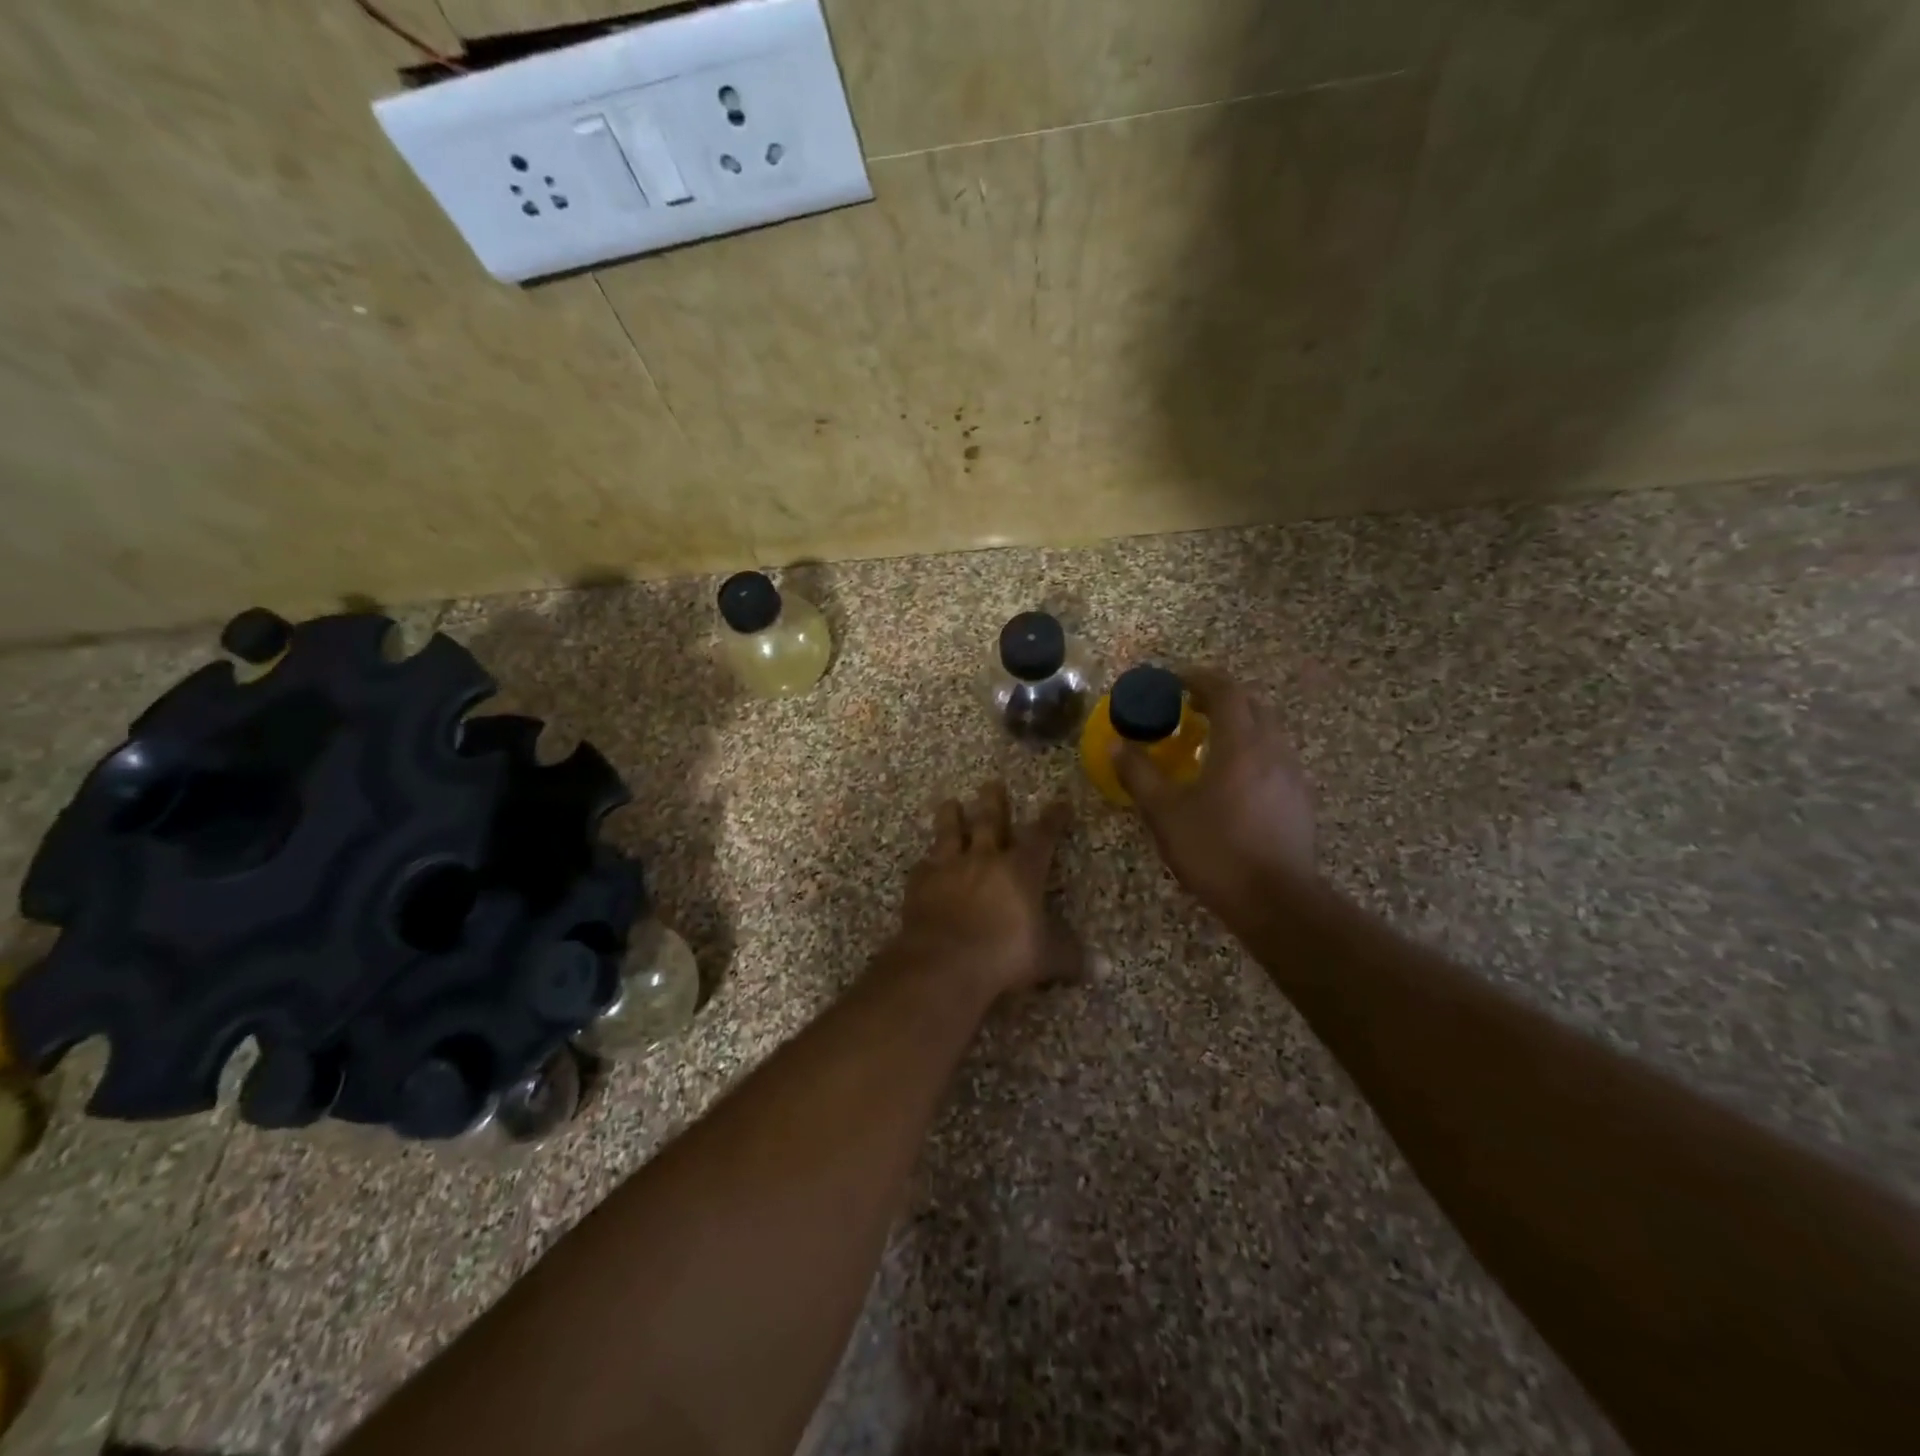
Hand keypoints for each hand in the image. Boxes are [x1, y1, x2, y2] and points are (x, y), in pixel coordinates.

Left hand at [886, 781, 1080, 1000]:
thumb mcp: (1048, 958)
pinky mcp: (921, 883)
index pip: (1043, 835)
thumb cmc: (1005, 955)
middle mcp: (985, 858)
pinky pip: (924, 866)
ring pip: (950, 832)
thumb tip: (1105, 969)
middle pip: (990, 821)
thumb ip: (1073, 957)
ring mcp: (949, 867)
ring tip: (950, 803)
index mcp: (1021, 870)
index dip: (1053, 818)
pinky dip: (926, 862)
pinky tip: (924, 861)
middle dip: (994, 801)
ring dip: (951, 817)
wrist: (945, 961)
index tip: (1059, 803)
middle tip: (992, 783)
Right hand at [1113, 667, 1315, 923]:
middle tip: (1189, 706)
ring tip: (1209, 740)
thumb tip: (1117, 745)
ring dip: (1239, 724)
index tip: (1174, 680)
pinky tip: (1234, 778)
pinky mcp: (1300, 799)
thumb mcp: (1164, 813)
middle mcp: (1272, 749)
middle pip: (1251, 705)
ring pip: (1267, 731)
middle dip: (1220, 697)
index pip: (1225, 691)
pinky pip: (1275, 757)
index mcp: (1240, 744)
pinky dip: (1252, 751)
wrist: (1276, 901)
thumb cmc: (1215, 850)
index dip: (1199, 678)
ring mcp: (1292, 775)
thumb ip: (1139, 774)